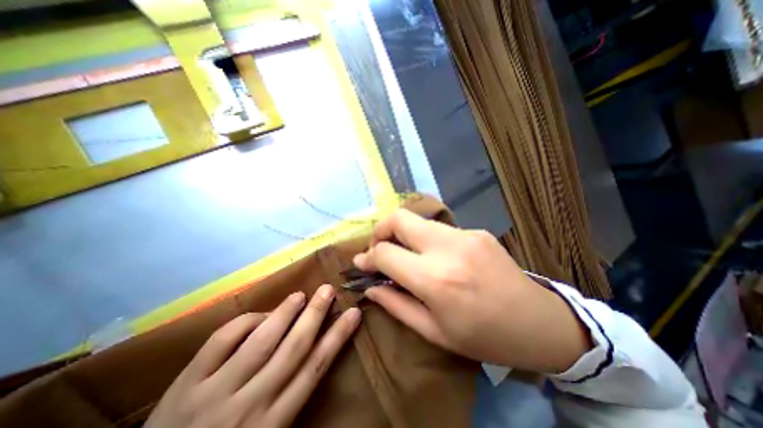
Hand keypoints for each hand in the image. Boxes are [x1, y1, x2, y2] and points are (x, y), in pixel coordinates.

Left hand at [146, 285, 360, 427]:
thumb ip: (288, 396)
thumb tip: (311, 351)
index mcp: (274, 422)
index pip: (315, 368)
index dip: (338, 337)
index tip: (353, 314)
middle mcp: (251, 404)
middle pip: (294, 348)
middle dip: (315, 315)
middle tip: (328, 290)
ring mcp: (216, 392)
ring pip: (261, 341)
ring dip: (284, 312)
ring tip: (300, 295)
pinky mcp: (186, 384)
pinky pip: (223, 340)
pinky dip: (245, 322)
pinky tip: (259, 314)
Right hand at [354, 209, 592, 372]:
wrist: (539, 323)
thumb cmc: (484, 336)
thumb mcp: (434, 332)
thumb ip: (396, 305)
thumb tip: (370, 286)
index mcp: (435, 279)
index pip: (386, 253)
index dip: (368, 257)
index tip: (361, 263)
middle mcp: (448, 248)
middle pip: (399, 218)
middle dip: (381, 230)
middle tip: (379, 248)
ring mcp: (465, 234)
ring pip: (418, 220)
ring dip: (403, 234)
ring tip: (404, 253)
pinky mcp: (476, 231)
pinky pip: (439, 229)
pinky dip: (426, 239)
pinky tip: (435, 257)